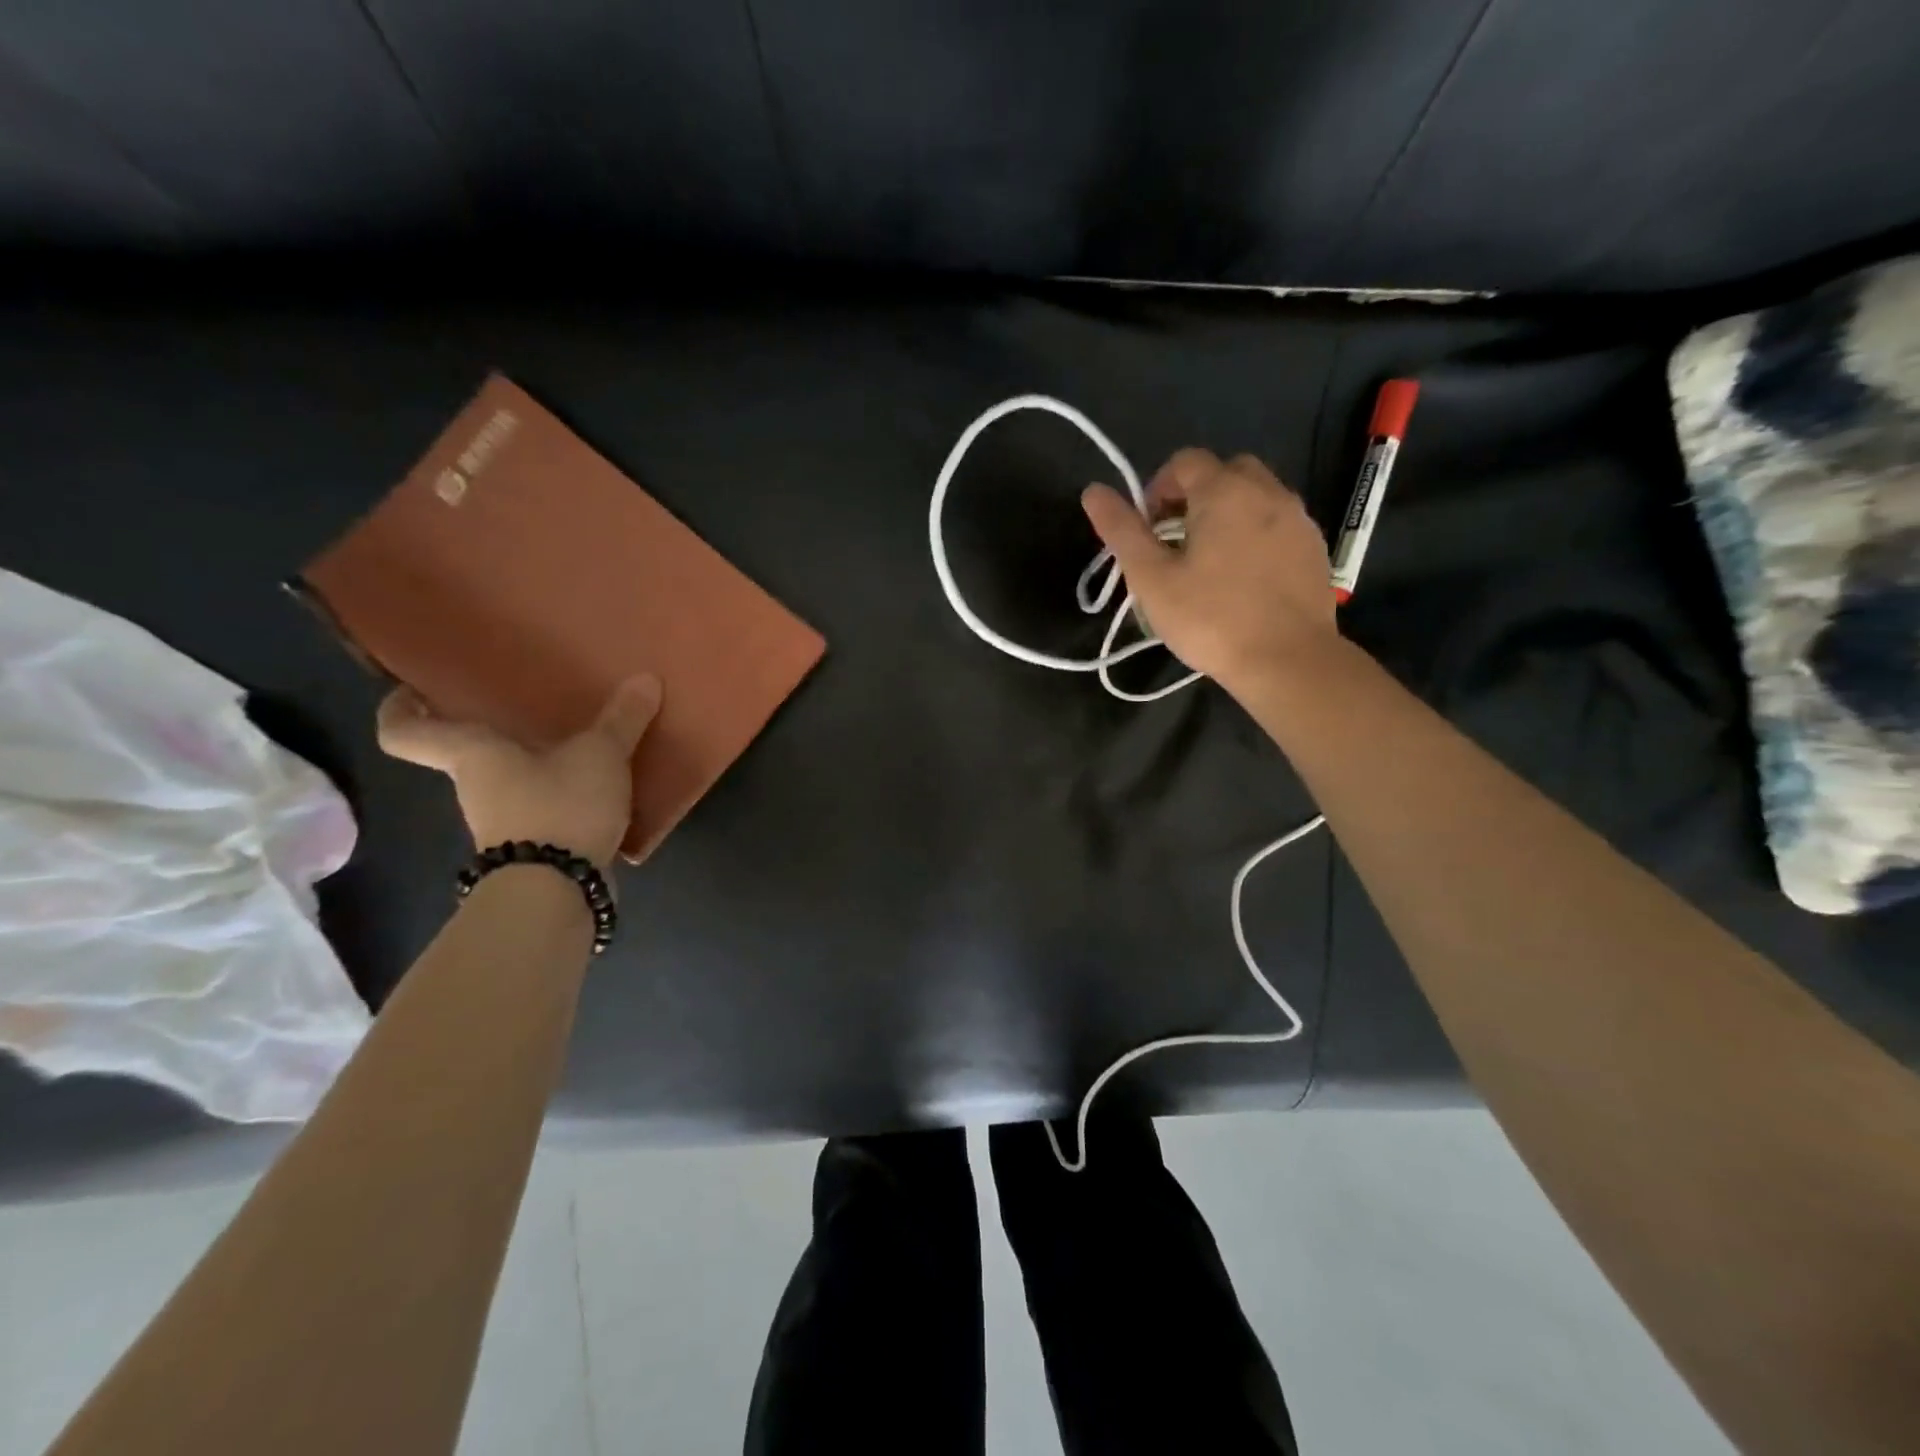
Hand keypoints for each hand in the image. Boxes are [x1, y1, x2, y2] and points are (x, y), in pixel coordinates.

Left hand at [376, 676, 661, 868]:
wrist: (558, 890)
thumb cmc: (559, 806)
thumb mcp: (600, 754)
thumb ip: (621, 719)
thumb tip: (645, 679)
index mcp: (472, 755)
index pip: (405, 732)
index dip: (400, 708)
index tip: (413, 689)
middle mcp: (475, 788)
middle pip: (466, 755)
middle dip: (492, 732)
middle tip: (526, 704)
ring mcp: (503, 823)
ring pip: (508, 783)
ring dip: (533, 766)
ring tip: (577, 742)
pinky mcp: (534, 848)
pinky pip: (541, 809)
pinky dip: (561, 797)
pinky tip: (597, 787)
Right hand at [1081, 448, 1338, 692]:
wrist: (1288, 660)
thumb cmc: (1210, 618)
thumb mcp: (1151, 578)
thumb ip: (1121, 530)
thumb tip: (1092, 491)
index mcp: (1224, 491)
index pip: (1184, 462)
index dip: (1157, 488)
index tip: (1148, 530)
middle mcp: (1267, 491)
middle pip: (1224, 471)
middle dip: (1195, 496)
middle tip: (1176, 542)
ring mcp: (1298, 518)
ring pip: (1256, 496)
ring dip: (1228, 514)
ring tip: (1210, 562)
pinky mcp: (1315, 548)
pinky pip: (1278, 524)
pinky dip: (1256, 535)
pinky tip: (1243, 578)